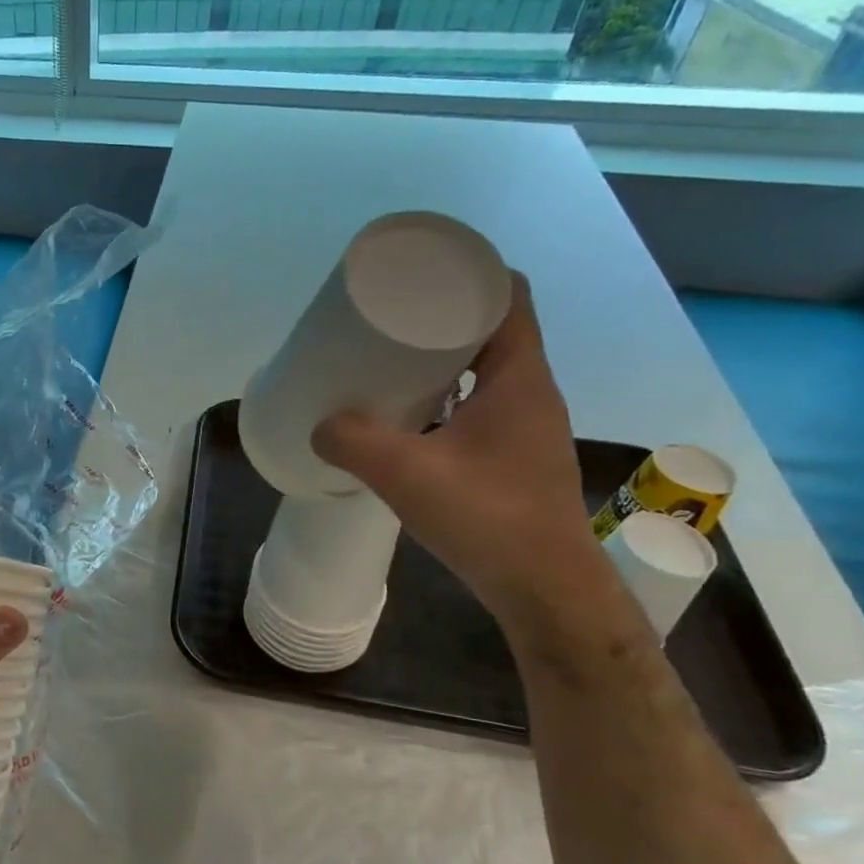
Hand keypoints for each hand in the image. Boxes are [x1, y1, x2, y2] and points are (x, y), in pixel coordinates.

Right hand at [312, 273, 610, 628]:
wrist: (544, 589)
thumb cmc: (487, 517)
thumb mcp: (407, 474)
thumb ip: (354, 443)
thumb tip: (319, 425)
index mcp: (519, 379)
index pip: (510, 297)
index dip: (471, 274)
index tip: (423, 274)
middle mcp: (531, 394)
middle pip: (493, 331)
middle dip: (444, 318)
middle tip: (390, 321)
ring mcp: (526, 429)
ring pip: (485, 374)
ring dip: (444, 363)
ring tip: (390, 366)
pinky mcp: (514, 459)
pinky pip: (480, 408)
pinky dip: (447, 401)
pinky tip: (409, 422)